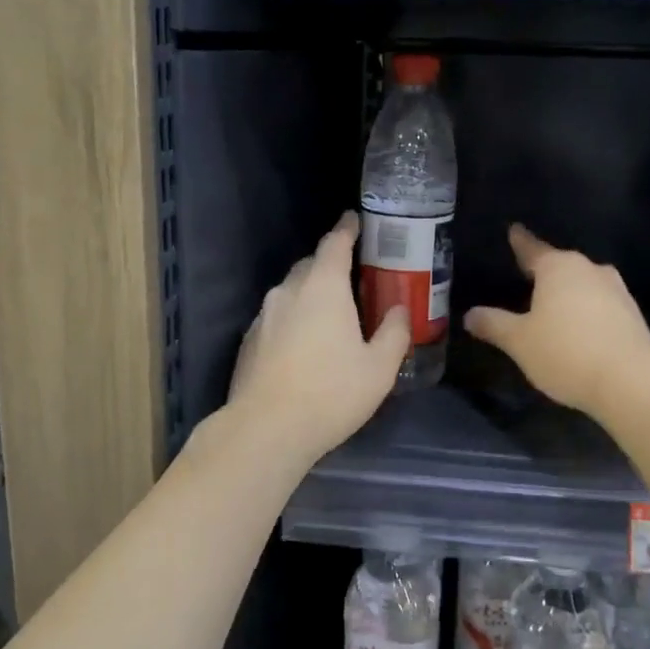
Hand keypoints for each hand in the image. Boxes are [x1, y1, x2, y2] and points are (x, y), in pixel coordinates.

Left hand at [227, 213, 410, 463]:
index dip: (347, 229)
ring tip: (330, 312)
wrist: (266, 429)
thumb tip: (400, 309)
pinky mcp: (249, 340)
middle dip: (330, 263)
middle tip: (353, 276)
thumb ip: (394, 332)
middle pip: (310, 264)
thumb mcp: (379, 368)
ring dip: (310, 293)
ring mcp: (264, 315)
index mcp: (323, 287)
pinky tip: (303, 344)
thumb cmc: (331, 393)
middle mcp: (289, 291)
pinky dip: (293, 317)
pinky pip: (276, 316)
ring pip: (291, 291)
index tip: (354, 219)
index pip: (335, 243)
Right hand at [464, 224, 649, 419]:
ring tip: (551, 306)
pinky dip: (586, 310)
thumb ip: (493, 324)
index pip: (532, 248)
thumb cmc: (565, 352)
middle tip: (525, 277)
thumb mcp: (519, 341)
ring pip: (583, 283)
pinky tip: (578, 328)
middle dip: (544, 271)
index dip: (519, 242)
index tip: (513, 230)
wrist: (631, 382)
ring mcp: (616, 290)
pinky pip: (600, 304)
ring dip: (568, 292)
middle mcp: (589, 269)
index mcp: (558, 267)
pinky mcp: (632, 314)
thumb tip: (470, 315)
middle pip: (560, 265)